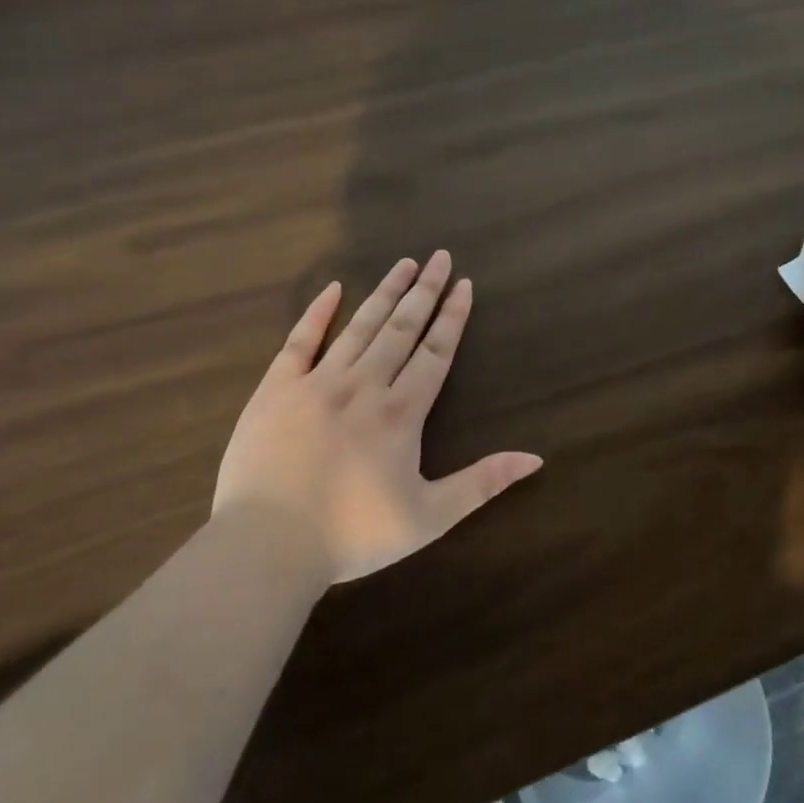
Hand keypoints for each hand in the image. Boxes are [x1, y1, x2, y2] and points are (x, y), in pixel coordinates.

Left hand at [213, 251, 542, 584]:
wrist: (268, 545)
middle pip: (401, 328)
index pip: (435, 352)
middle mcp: (364, 386)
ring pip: (359, 327)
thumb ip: (482, 483)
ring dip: (384, 293)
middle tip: (439, 257)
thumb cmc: (353, 536)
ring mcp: (317, 383)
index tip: (464, 284)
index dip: (452, 317)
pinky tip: (334, 289)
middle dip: (425, 291)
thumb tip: (535, 458)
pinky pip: (299, 341)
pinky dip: (317, 313)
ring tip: (403, 263)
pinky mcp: (276, 389)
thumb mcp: (430, 516)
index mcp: (401, 413)